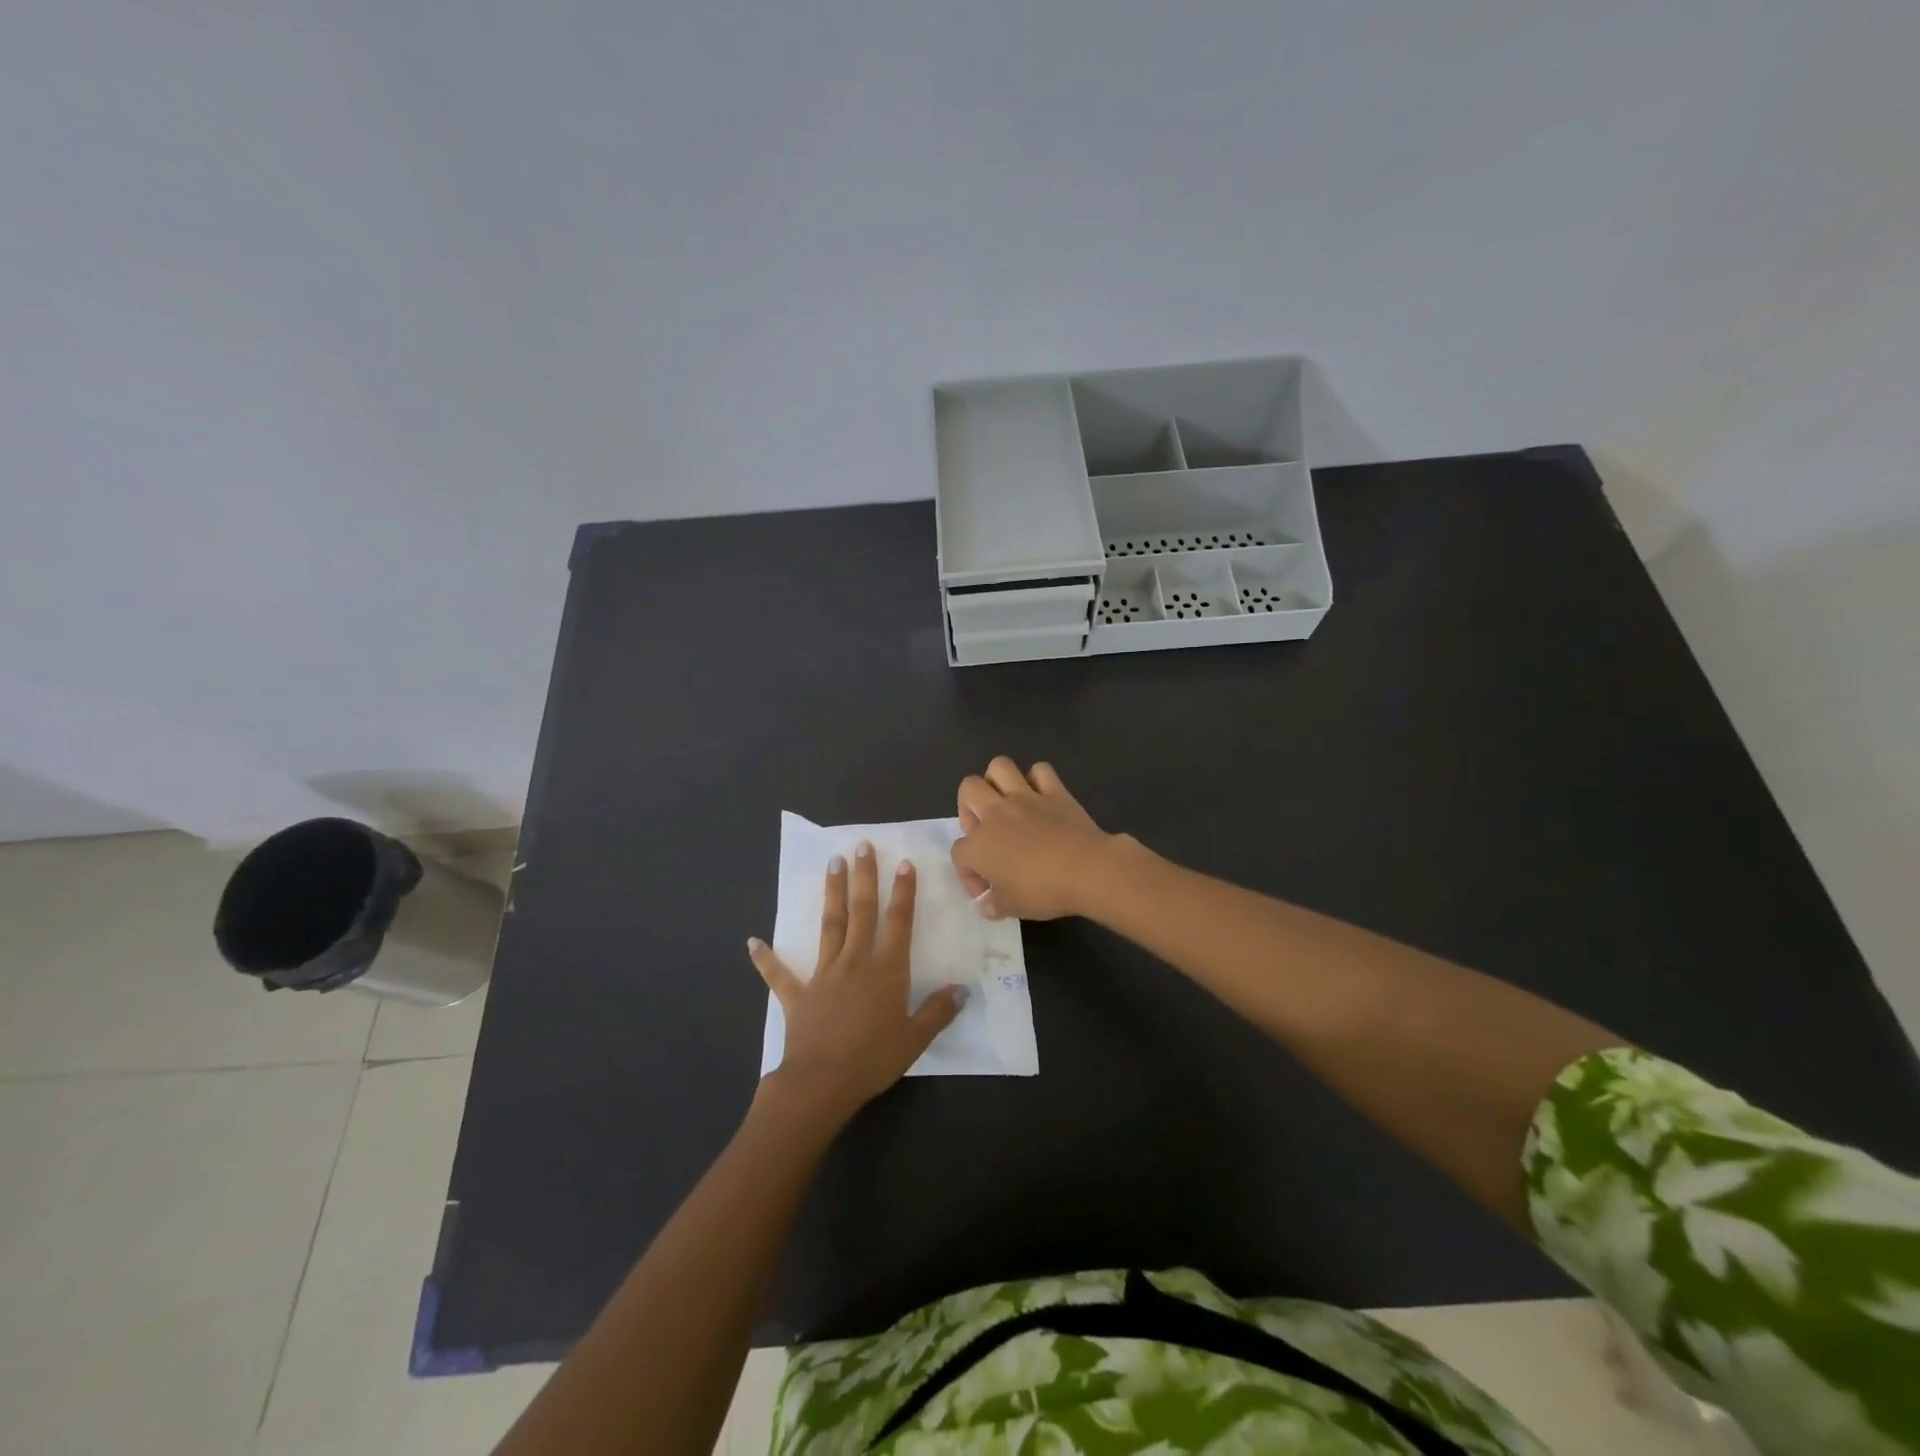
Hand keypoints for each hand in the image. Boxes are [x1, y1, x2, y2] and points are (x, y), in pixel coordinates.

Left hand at [749, 843, 964, 1124]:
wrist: (822, 1083)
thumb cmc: (873, 1059)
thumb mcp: (915, 1039)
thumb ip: (938, 1011)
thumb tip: (962, 989)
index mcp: (886, 970)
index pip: (898, 922)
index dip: (903, 892)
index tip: (903, 863)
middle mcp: (855, 961)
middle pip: (861, 911)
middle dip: (864, 877)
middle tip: (861, 846)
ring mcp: (824, 974)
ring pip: (830, 926)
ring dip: (832, 894)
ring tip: (832, 864)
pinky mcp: (798, 994)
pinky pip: (780, 974)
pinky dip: (766, 959)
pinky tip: (752, 942)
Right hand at [952, 757, 1123, 920]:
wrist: (1087, 870)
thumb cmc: (1043, 891)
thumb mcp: (1011, 908)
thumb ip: (994, 904)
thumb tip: (987, 904)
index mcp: (979, 844)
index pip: (959, 853)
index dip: (968, 873)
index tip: (987, 891)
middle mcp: (996, 813)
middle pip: (968, 790)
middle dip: (969, 808)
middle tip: (985, 832)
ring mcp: (1026, 797)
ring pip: (999, 766)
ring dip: (997, 782)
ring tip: (1005, 804)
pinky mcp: (1055, 792)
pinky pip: (1040, 772)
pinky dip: (1037, 780)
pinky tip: (1040, 798)